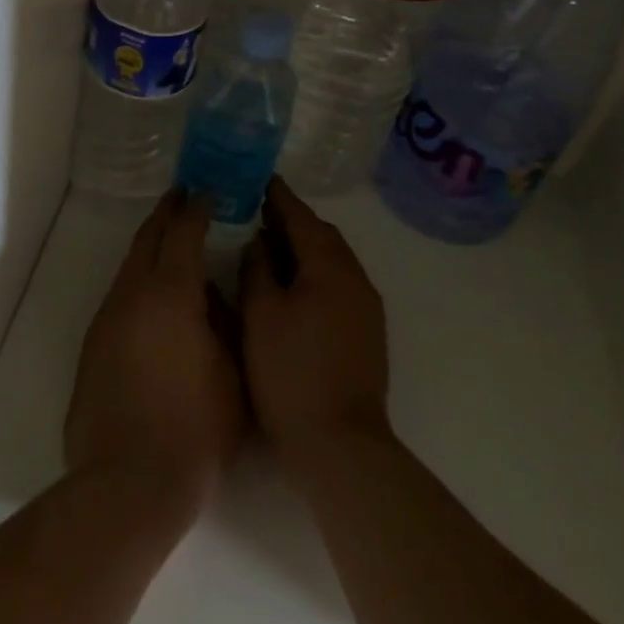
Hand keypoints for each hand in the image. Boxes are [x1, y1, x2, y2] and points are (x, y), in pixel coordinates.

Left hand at [65, 192, 244, 521]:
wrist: (128, 483)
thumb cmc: (195, 430)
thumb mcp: (233, 374)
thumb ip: (226, 324)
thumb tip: (214, 298)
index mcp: (171, 294)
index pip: (183, 233)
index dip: (197, 208)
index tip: (208, 193)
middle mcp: (132, 296)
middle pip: (147, 240)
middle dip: (166, 214)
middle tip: (184, 197)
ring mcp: (107, 321)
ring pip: (129, 269)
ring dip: (150, 249)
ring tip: (171, 244)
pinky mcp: (93, 347)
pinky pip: (120, 298)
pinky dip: (139, 283)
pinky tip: (155, 302)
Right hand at [239, 177, 391, 477]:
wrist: (340, 444)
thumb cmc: (290, 374)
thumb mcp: (260, 316)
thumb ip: (257, 270)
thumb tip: (260, 242)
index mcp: (329, 268)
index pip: (302, 218)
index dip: (279, 197)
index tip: (261, 179)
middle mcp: (355, 279)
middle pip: (323, 236)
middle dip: (293, 221)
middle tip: (260, 212)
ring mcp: (365, 307)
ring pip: (333, 261)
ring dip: (305, 248)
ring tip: (271, 246)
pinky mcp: (366, 331)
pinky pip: (338, 284)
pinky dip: (314, 272)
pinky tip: (292, 285)